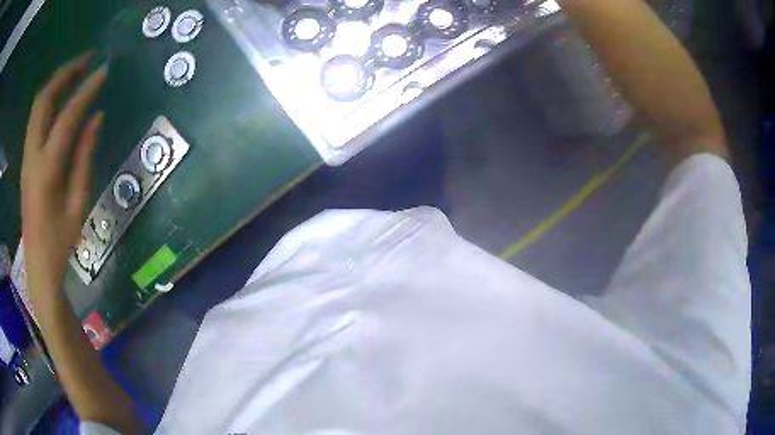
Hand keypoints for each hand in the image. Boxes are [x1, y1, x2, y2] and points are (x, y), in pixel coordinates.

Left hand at [21, 52, 106, 293]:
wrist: (38, 266)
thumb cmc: (60, 242)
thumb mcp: (77, 203)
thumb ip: (84, 157)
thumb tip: (96, 118)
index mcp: (47, 170)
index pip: (67, 117)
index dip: (86, 91)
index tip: (104, 71)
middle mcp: (32, 156)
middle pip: (44, 100)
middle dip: (65, 73)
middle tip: (87, 60)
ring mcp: (26, 156)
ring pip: (37, 106)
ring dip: (56, 83)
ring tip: (75, 72)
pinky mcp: (26, 160)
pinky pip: (35, 118)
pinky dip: (49, 99)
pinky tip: (61, 97)